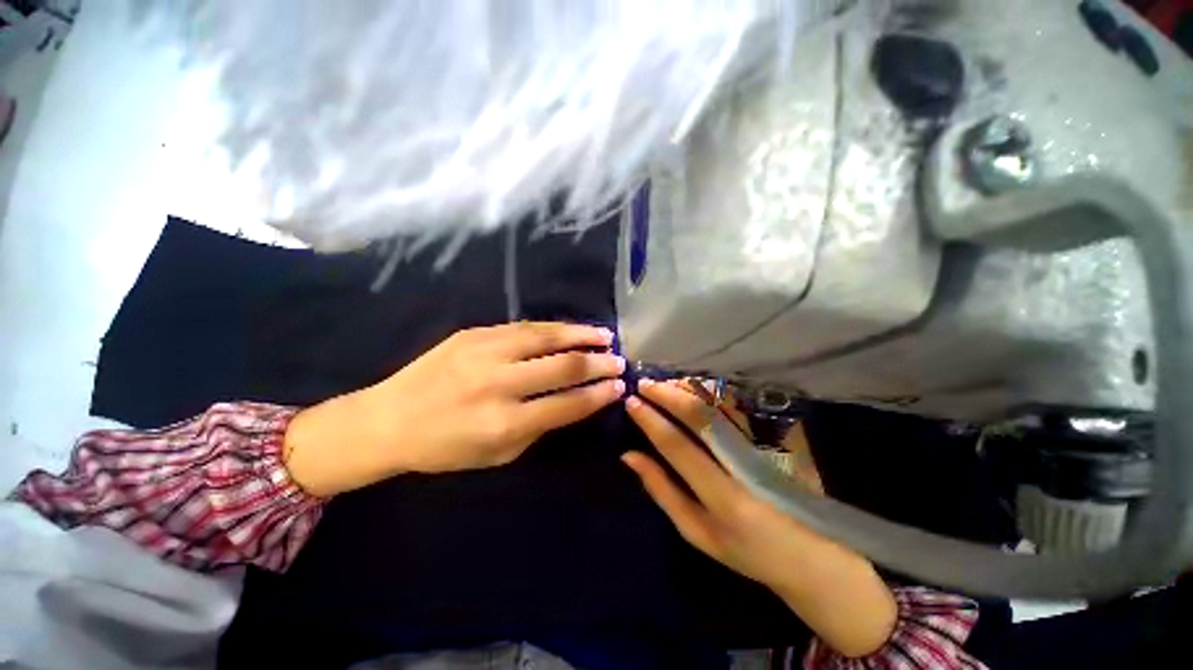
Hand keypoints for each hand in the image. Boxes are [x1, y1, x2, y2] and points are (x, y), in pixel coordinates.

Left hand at [284, 322, 624, 496]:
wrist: (388, 419)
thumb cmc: (445, 448)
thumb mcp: (498, 455)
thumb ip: (539, 428)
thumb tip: (574, 402)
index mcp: (503, 424)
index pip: (567, 405)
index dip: (598, 395)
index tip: (618, 386)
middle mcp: (498, 384)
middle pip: (562, 367)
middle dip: (597, 363)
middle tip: (618, 360)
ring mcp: (484, 353)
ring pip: (546, 337)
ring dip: (580, 335)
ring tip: (603, 335)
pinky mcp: (474, 334)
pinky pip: (523, 327)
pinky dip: (552, 328)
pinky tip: (569, 328)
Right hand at [622, 380, 896, 657]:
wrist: (811, 554)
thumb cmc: (746, 550)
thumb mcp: (696, 531)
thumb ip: (662, 490)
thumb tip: (629, 455)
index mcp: (723, 498)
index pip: (677, 446)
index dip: (650, 421)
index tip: (631, 402)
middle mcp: (747, 466)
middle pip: (700, 416)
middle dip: (667, 395)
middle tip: (645, 383)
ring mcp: (769, 446)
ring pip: (722, 403)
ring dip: (689, 388)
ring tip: (666, 383)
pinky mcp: (782, 436)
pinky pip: (742, 404)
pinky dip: (713, 391)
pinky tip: (697, 388)